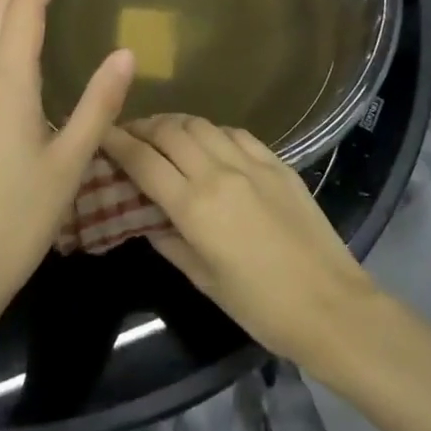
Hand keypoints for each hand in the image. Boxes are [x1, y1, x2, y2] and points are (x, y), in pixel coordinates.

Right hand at [102, 116, 380, 372]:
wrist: (330, 304)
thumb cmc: (260, 306)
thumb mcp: (205, 281)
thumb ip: (170, 242)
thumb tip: (147, 219)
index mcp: (194, 206)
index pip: (144, 161)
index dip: (117, 143)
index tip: (100, 133)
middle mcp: (219, 173)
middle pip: (170, 131)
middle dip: (144, 126)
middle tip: (130, 133)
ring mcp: (251, 163)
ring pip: (202, 125)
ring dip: (176, 124)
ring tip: (164, 133)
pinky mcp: (277, 162)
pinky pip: (236, 133)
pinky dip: (213, 132)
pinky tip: (210, 142)